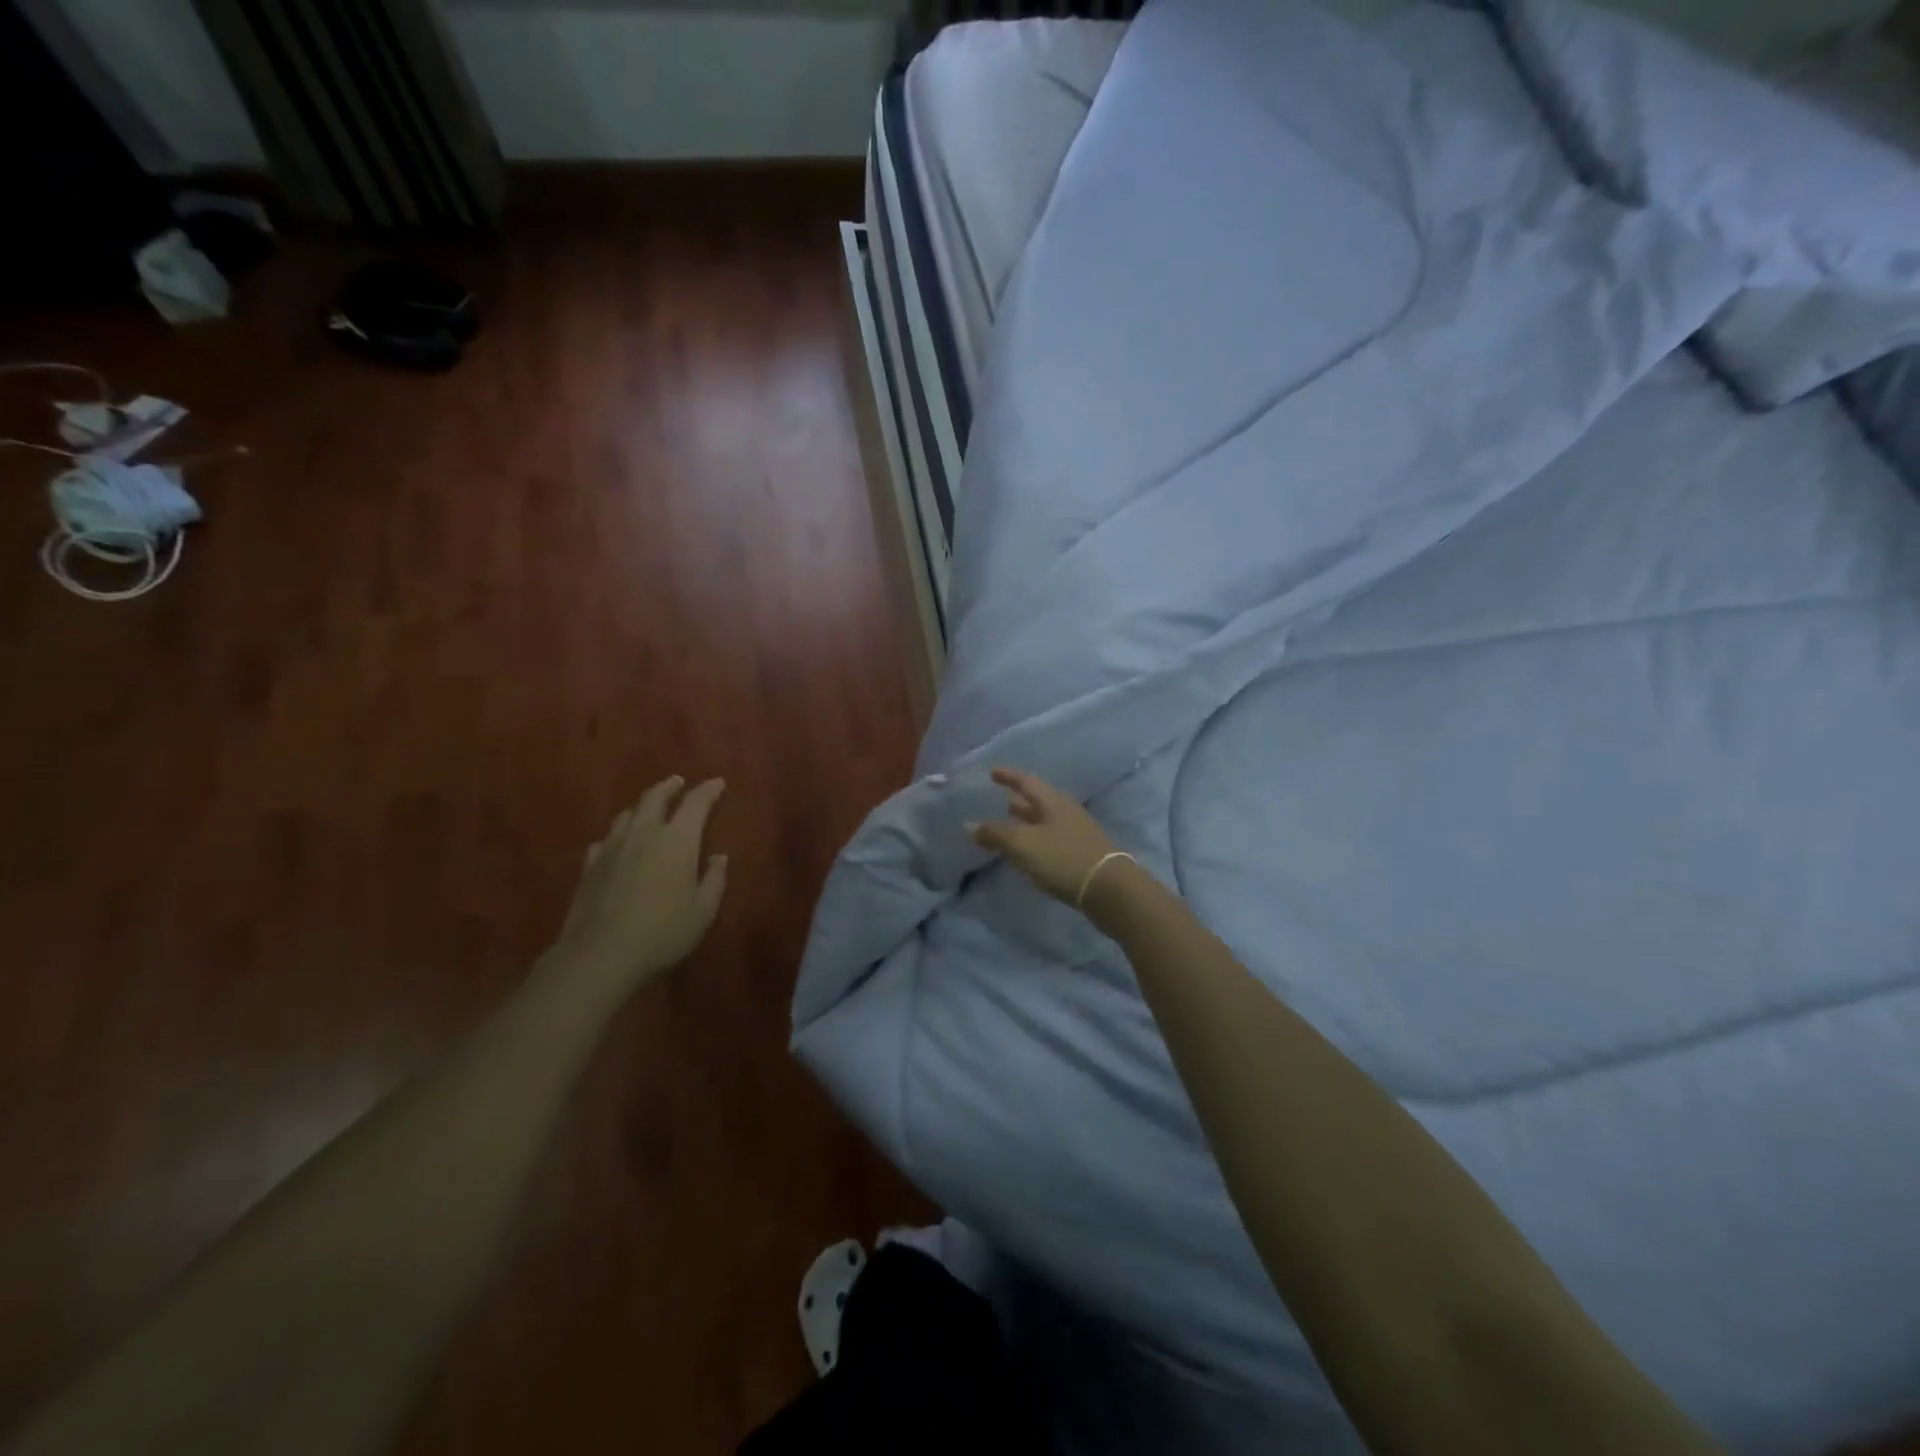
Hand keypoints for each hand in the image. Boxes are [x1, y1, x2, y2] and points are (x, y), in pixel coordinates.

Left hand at [548, 776, 728, 998]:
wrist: (600, 955)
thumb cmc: (663, 933)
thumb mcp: (703, 912)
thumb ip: (714, 880)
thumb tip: (718, 858)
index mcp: (678, 840)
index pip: (696, 803)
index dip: (708, 790)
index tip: (718, 783)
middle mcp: (644, 834)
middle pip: (655, 797)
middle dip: (669, 787)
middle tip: (678, 782)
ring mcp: (612, 847)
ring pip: (627, 814)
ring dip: (642, 807)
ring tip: (649, 809)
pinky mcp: (589, 866)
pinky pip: (605, 840)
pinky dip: (617, 836)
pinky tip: (617, 845)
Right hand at [967, 767, 1120, 907]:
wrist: (1109, 889)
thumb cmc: (1063, 859)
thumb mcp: (1023, 845)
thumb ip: (995, 834)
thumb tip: (968, 825)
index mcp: (1052, 801)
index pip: (1026, 781)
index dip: (1008, 776)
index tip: (992, 772)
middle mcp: (1066, 811)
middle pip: (1038, 800)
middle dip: (1019, 800)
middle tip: (1000, 800)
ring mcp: (1077, 832)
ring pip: (1046, 820)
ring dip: (1027, 820)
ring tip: (1010, 824)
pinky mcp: (1082, 853)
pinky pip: (1053, 838)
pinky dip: (1036, 838)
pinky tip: (1029, 851)